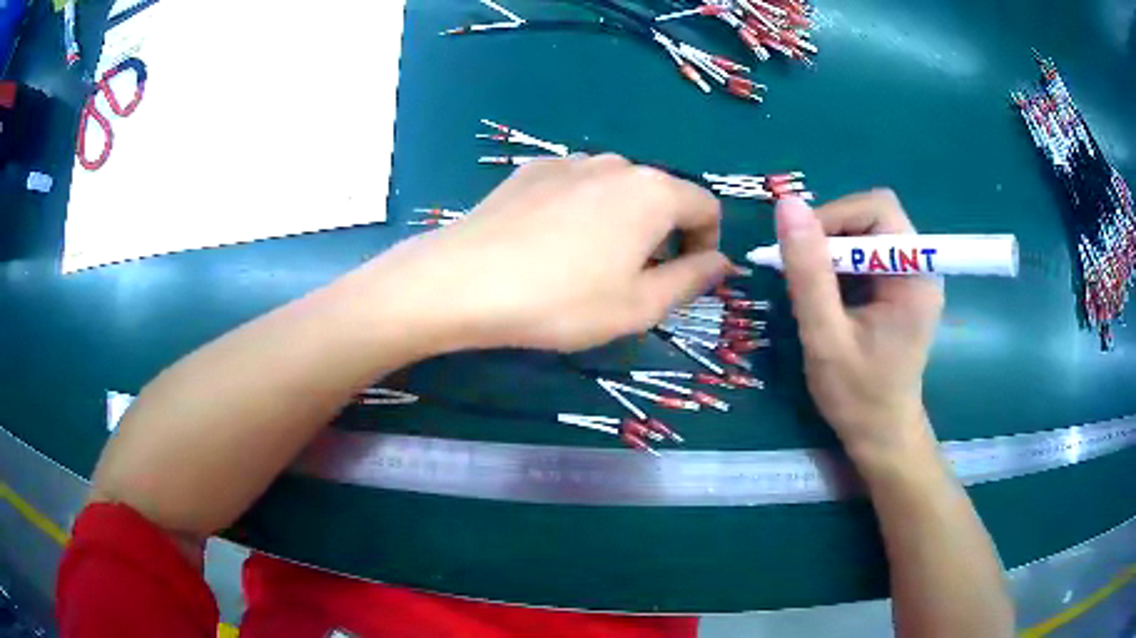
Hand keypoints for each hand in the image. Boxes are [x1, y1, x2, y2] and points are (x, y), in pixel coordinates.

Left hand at [366, 155, 731, 352]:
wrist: (463, 280)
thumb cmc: (562, 300)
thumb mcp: (639, 305)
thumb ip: (692, 280)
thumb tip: (722, 262)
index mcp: (654, 191)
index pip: (706, 207)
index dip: (707, 245)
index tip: (685, 279)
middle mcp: (617, 164)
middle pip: (662, 196)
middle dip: (663, 236)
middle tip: (634, 281)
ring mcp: (570, 161)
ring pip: (618, 190)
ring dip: (622, 222)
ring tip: (589, 265)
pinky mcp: (532, 169)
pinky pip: (578, 187)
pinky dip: (583, 211)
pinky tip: (551, 244)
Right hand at [775, 190, 943, 458]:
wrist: (880, 434)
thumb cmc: (858, 395)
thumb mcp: (826, 336)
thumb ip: (808, 272)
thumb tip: (787, 204)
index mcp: (915, 274)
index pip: (878, 209)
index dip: (836, 217)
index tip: (802, 251)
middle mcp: (919, 265)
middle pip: (873, 215)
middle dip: (832, 232)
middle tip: (804, 269)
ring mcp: (911, 275)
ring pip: (866, 232)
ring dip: (832, 250)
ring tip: (813, 288)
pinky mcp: (899, 286)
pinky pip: (865, 253)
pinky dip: (839, 264)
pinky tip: (828, 296)